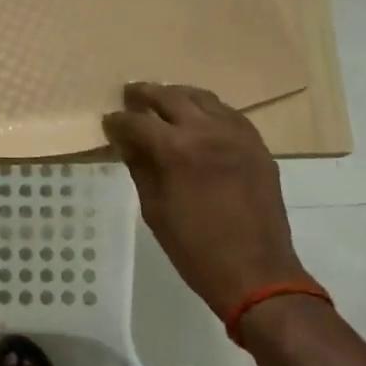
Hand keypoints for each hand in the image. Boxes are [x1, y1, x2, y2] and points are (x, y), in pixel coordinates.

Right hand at [103, 82, 307, 319]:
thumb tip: (127, 144)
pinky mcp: (256, 144)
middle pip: (170, 97)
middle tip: (130, 95)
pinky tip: (198, 117)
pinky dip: (208, 109)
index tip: (109, 121)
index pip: (137, 122)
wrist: (255, 271)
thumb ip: (140, 168)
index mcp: (176, 150)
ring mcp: (236, 134)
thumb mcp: (155, 210)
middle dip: (145, 94)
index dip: (118, 121)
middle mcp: (207, 130)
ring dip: (178, 95)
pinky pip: (228, 113)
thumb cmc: (195, 249)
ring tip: (163, 100)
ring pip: (203, 98)